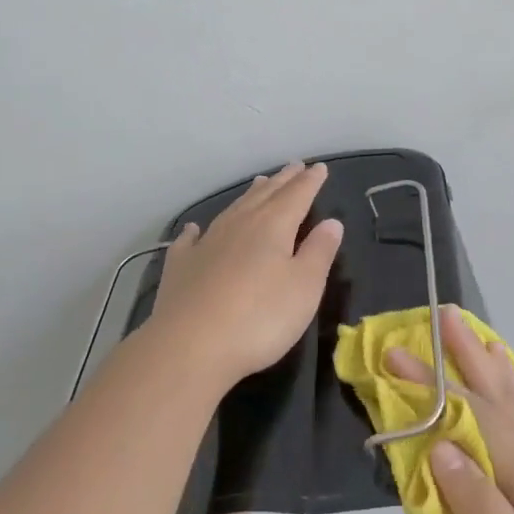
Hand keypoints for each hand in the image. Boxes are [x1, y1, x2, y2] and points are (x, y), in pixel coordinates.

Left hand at [147, 161, 344, 389]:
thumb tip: (332, 222)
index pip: (297, 196)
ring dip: (248, 196)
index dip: (310, 182)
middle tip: (294, 166)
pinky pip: (190, 240)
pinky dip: (195, 231)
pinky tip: (194, 229)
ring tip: (259, 183)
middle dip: (283, 181)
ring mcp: (206, 244)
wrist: (190, 347)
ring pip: (232, 210)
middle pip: (265, 196)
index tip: (320, 168)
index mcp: (273, 227)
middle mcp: (239, 225)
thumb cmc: (260, 318)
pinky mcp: (181, 268)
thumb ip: (319, 252)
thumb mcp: (304, 287)